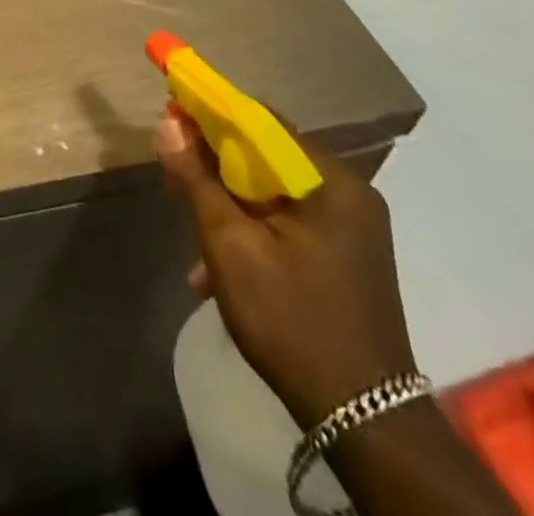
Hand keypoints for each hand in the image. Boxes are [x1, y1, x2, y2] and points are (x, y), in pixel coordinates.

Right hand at [156, 108, 417, 429]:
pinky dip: (255, 227)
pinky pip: (290, 219)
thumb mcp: (230, 247)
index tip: (172, 112)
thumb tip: (169, 124)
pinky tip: (222, 264)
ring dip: (231, 201)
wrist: (365, 422)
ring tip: (193, 228)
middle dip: (217, 162)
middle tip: (175, 170)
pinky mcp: (348, 255)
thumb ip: (197, 180)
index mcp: (330, 181)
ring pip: (275, 190)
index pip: (261, 121)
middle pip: (268, 155)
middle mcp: (348, 193)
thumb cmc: (292, 322)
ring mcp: (353, 226)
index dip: (211, 112)